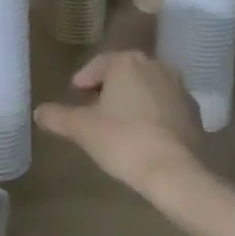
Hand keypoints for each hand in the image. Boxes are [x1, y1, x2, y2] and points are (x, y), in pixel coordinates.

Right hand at [35, 50, 204, 192]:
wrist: (176, 174)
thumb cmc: (122, 140)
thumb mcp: (80, 128)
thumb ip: (56, 116)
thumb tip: (39, 112)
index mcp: (126, 62)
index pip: (98, 65)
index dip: (83, 81)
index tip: (75, 97)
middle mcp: (156, 66)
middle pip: (123, 75)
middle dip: (108, 90)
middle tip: (93, 110)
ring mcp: (180, 90)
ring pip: (146, 90)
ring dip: (132, 102)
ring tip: (118, 125)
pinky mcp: (196, 115)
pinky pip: (165, 108)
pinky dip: (152, 116)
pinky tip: (143, 137)